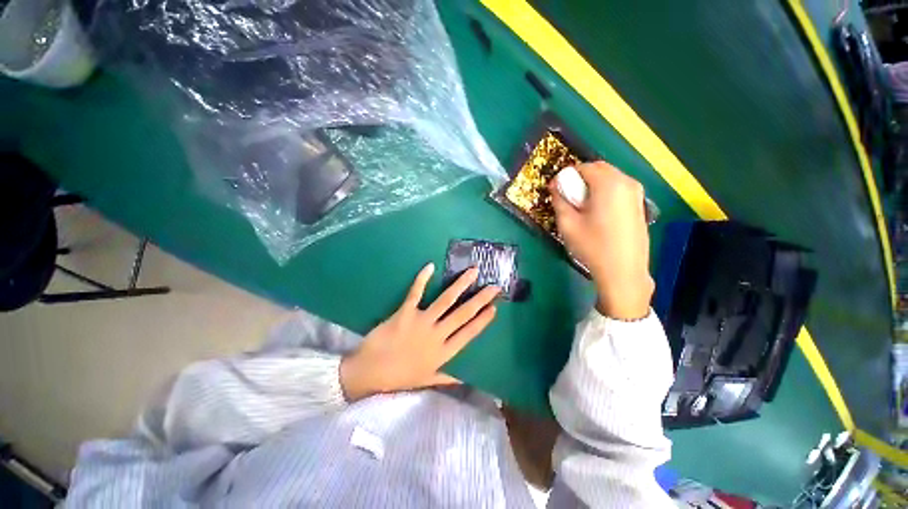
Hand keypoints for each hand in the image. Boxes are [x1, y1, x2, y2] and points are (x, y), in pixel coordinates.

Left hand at [340, 264, 498, 400]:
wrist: (369, 372)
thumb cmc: (399, 377)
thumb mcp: (426, 380)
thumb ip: (447, 377)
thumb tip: (465, 378)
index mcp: (444, 352)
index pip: (469, 333)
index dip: (483, 320)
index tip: (494, 308)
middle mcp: (437, 335)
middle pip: (463, 314)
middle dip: (480, 299)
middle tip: (494, 287)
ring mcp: (422, 322)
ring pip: (446, 300)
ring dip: (460, 284)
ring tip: (472, 272)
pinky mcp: (405, 313)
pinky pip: (416, 293)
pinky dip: (423, 279)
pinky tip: (430, 266)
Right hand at [550, 161, 653, 319]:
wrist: (623, 271)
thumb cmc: (592, 246)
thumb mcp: (568, 223)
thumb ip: (559, 200)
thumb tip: (556, 186)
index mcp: (609, 184)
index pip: (583, 167)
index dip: (566, 175)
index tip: (556, 190)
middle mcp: (627, 182)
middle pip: (599, 169)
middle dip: (580, 178)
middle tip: (567, 196)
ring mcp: (637, 193)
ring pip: (610, 178)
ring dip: (592, 185)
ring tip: (581, 205)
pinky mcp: (640, 205)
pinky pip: (618, 189)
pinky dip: (604, 192)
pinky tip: (597, 212)